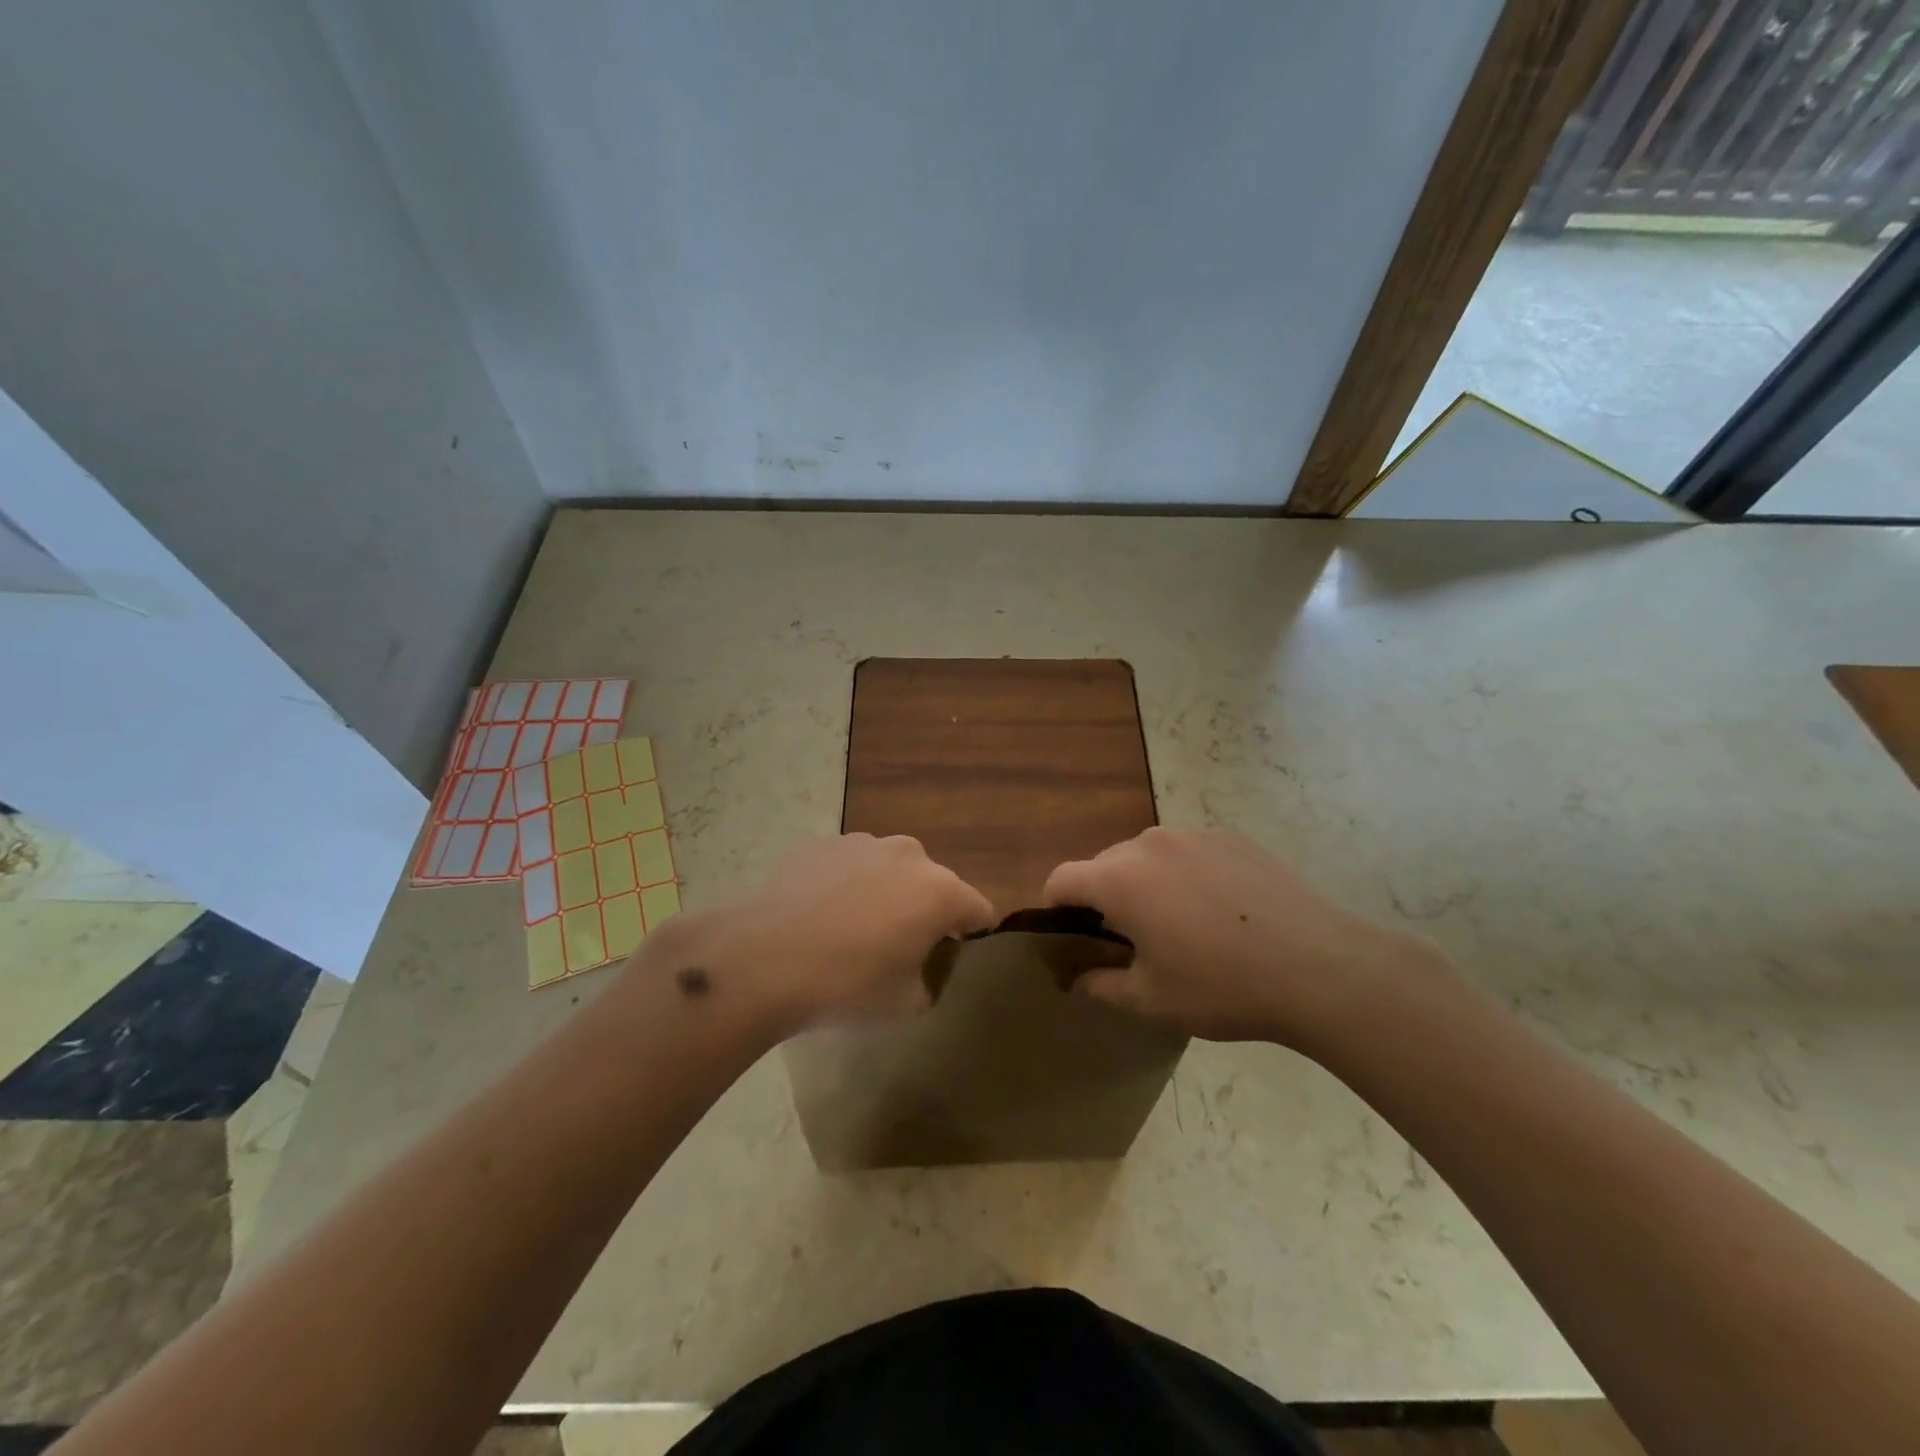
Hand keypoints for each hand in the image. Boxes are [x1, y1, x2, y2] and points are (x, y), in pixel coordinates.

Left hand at [646, 834, 993, 1035]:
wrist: (759, 958)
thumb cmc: (845, 985)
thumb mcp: (905, 1004)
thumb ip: (930, 981)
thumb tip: (922, 967)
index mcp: (940, 891)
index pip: (979, 910)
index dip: (972, 935)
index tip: (952, 957)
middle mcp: (909, 854)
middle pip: (934, 884)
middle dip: (925, 911)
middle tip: (896, 948)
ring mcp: (862, 842)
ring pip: (890, 870)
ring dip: (885, 893)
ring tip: (850, 930)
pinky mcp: (821, 842)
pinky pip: (850, 865)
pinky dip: (846, 885)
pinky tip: (817, 916)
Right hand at [1043, 827, 1448, 1046]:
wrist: (1320, 967)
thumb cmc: (1223, 987)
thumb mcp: (1152, 1000)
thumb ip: (1102, 986)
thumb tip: (1079, 978)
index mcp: (1120, 878)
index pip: (1062, 880)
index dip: (1055, 909)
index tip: (1071, 938)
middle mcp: (1150, 844)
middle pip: (1105, 864)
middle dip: (1104, 899)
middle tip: (1131, 942)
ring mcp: (1195, 836)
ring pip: (1148, 856)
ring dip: (1146, 884)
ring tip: (1181, 926)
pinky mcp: (1233, 838)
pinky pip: (1189, 853)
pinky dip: (1187, 876)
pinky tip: (1222, 913)